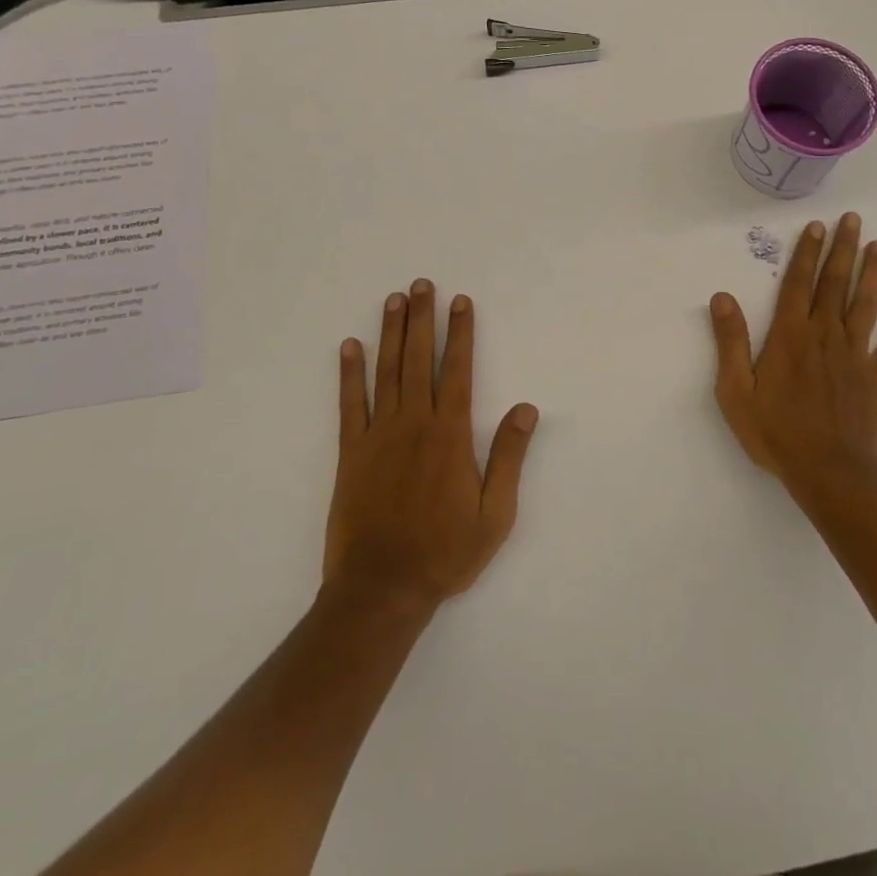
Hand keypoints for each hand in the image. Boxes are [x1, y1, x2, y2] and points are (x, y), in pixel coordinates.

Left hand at [324, 280, 538, 610]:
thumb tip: (527, 408)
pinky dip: (349, 373)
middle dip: (422, 318)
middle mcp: (414, 424)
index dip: (460, 333)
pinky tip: (350, 347)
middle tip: (421, 284)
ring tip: (393, 300)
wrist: (381, 590)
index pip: (458, 370)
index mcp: (450, 435)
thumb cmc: (445, 552)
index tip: (461, 302)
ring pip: (386, 372)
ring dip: (390, 333)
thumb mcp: (495, 513)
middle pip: (419, 359)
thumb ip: (508, 457)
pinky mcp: (351, 453)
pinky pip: (350, 404)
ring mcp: (378, 435)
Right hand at [708, 213, 876, 500]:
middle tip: (851, 220)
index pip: (797, 285)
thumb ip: (731, 342)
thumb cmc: (777, 433)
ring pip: (865, 304)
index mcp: (790, 337)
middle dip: (842, 250)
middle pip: (834, 284)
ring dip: (873, 273)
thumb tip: (722, 297)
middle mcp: (824, 335)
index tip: (816, 227)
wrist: (829, 473)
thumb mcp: (736, 391)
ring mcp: (855, 354)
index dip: (806, 254)